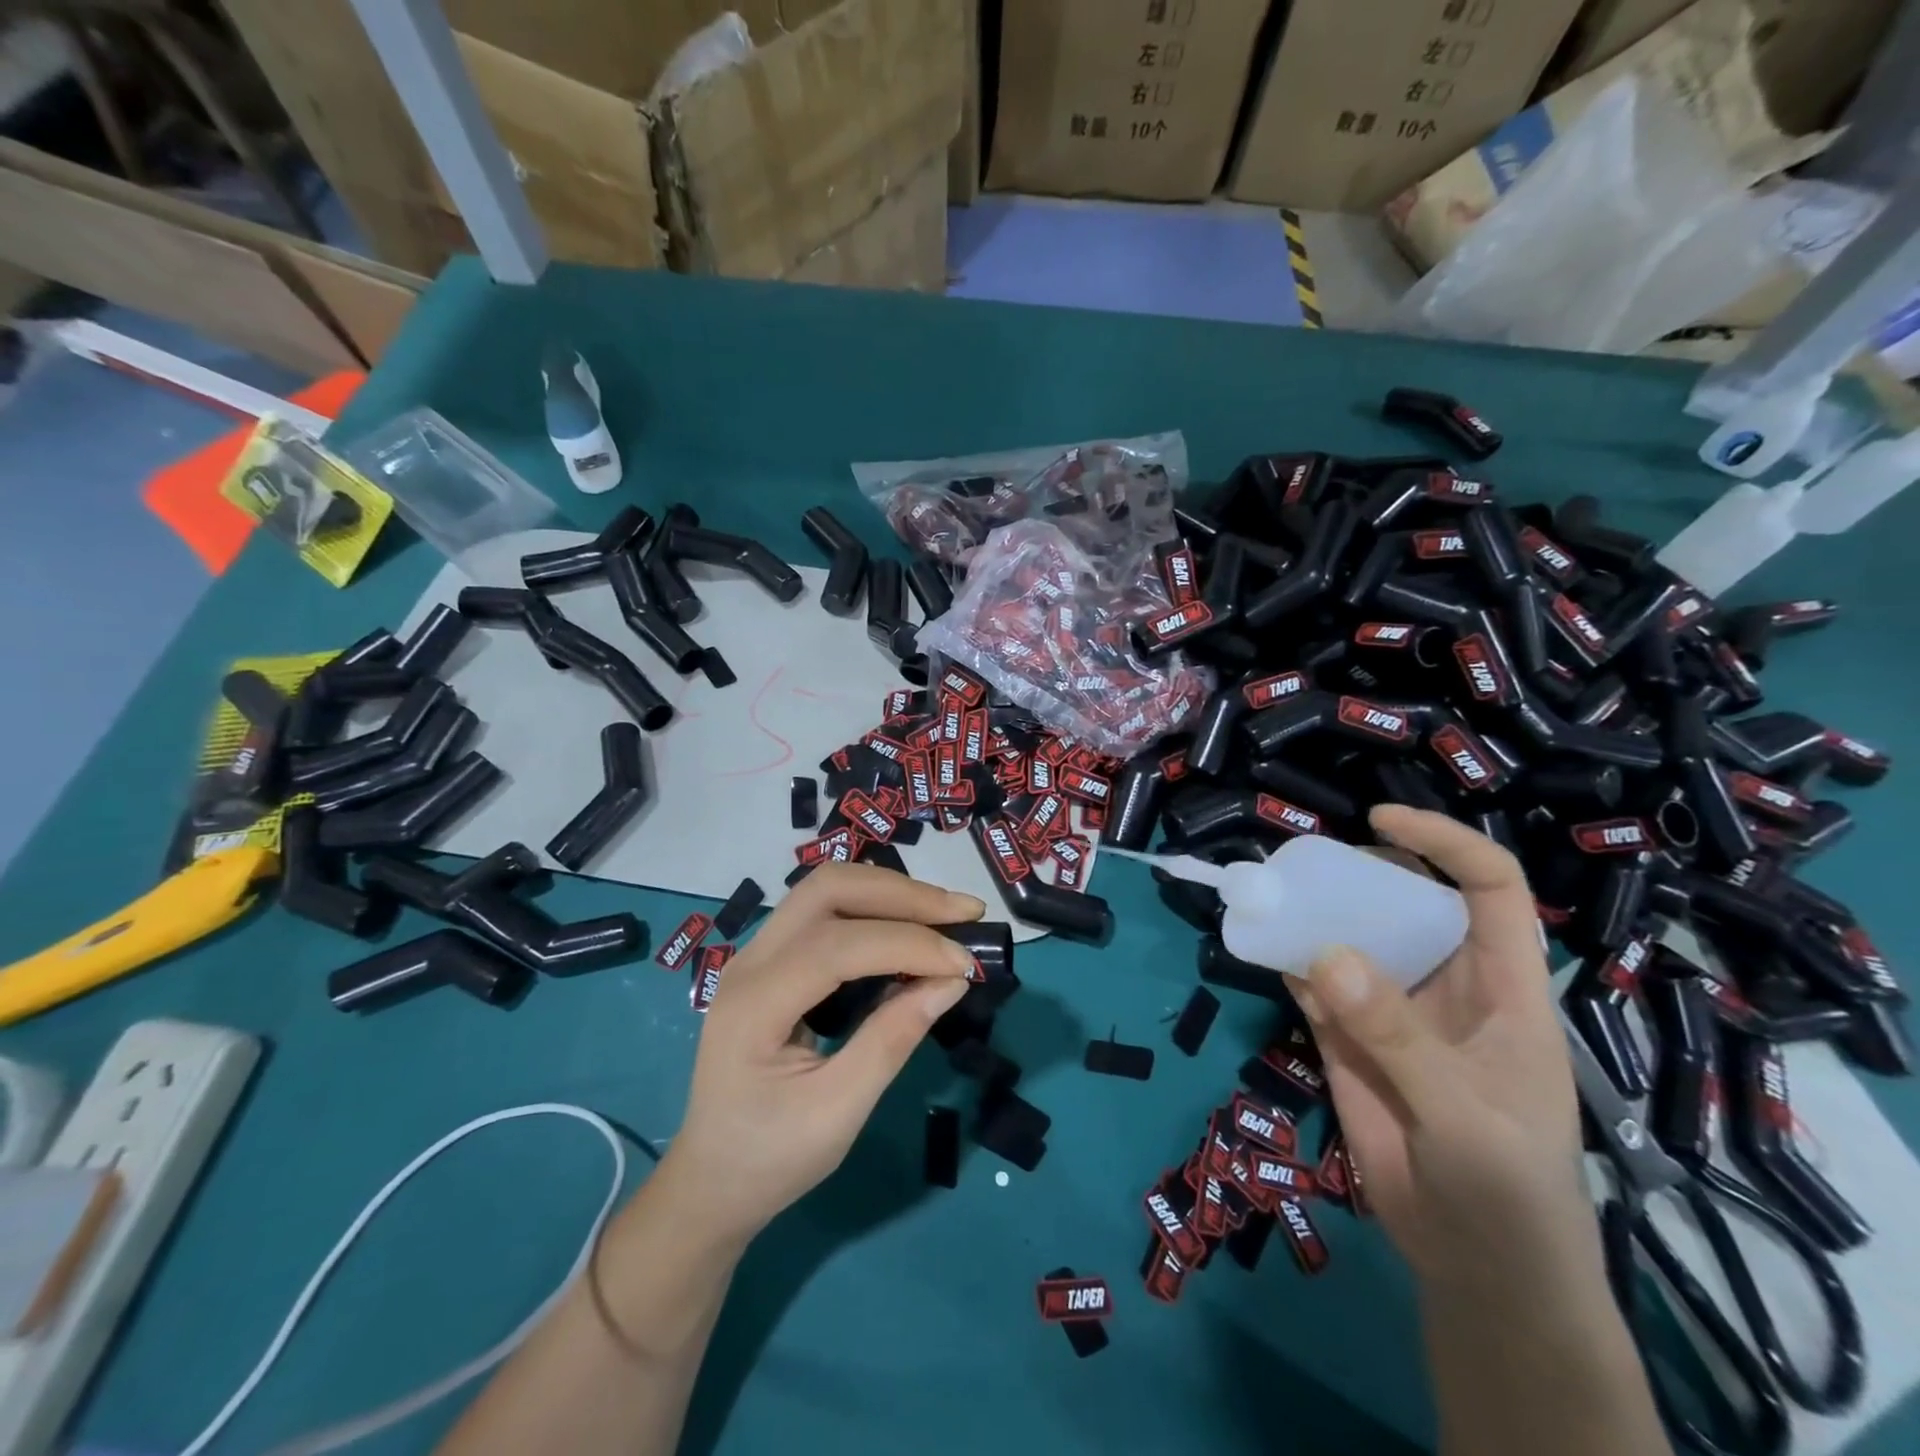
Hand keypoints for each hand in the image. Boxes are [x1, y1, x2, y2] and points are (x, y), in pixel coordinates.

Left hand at [660, 864, 980, 1244]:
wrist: (710, 1180)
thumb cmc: (771, 1158)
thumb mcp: (838, 1113)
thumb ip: (893, 1039)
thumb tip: (953, 980)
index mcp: (754, 1005)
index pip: (837, 945)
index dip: (907, 943)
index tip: (965, 962)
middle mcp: (750, 961)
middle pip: (829, 889)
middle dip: (903, 894)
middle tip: (964, 914)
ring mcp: (757, 953)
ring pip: (827, 888)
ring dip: (891, 892)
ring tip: (946, 914)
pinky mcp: (773, 957)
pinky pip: (825, 910)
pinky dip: (875, 907)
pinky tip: (910, 926)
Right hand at [1289, 805, 1596, 1296]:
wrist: (1476, 1269)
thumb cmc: (1509, 1191)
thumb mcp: (1465, 1115)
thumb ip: (1396, 1035)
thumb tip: (1324, 954)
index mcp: (1502, 988)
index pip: (1489, 890)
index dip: (1444, 843)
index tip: (1381, 819)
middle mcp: (1444, 984)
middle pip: (1406, 903)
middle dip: (1360, 872)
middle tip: (1302, 861)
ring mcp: (1391, 1011)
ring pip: (1351, 939)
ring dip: (1312, 915)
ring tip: (1267, 890)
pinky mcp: (1347, 1040)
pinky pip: (1312, 985)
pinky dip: (1287, 961)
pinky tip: (1260, 944)